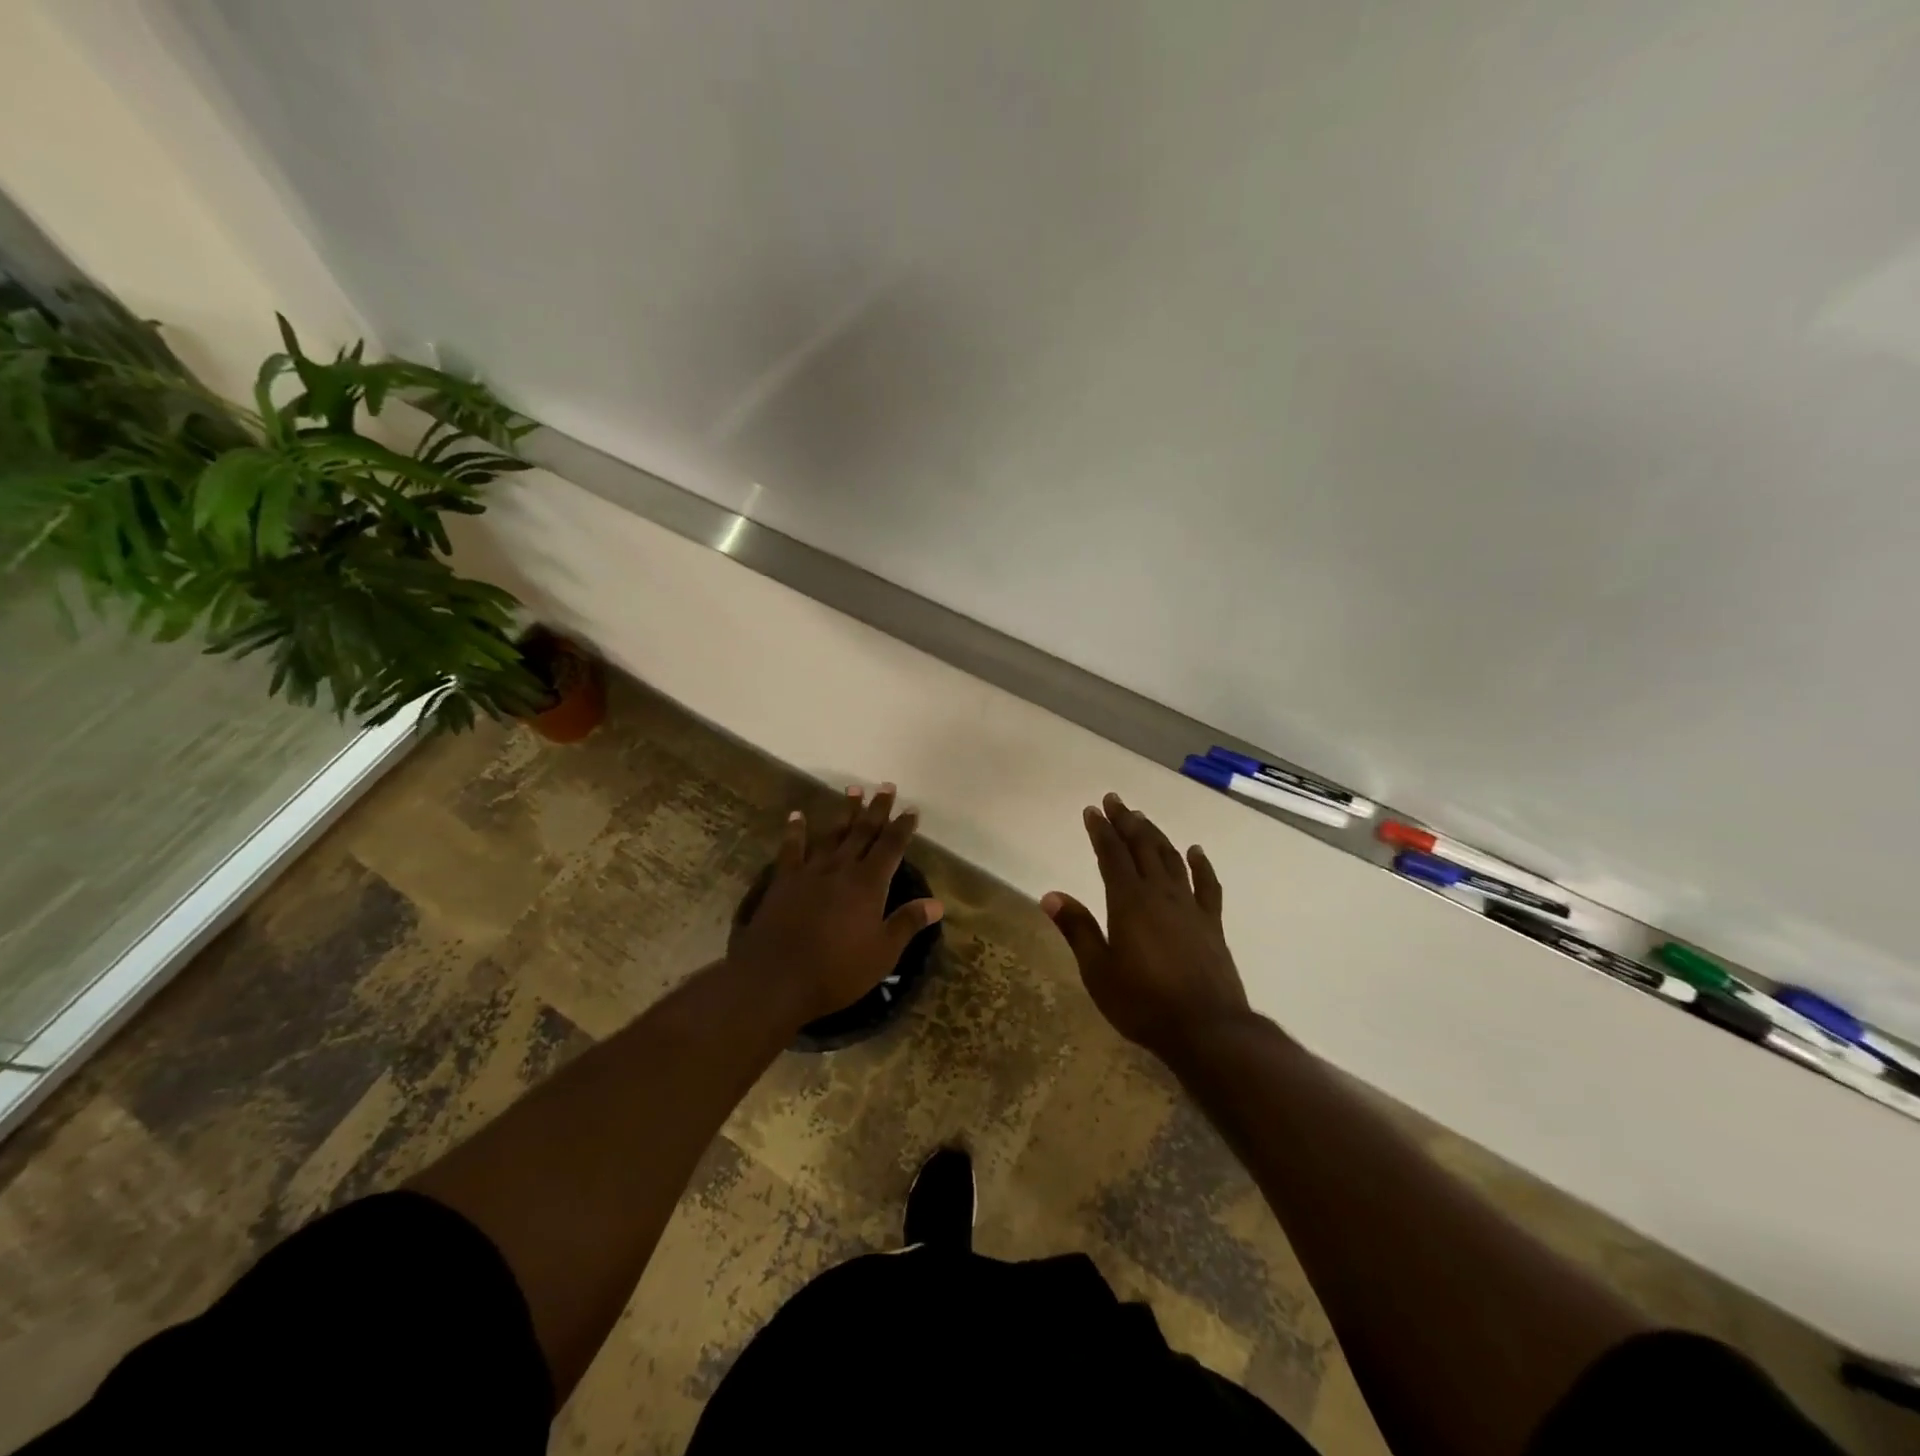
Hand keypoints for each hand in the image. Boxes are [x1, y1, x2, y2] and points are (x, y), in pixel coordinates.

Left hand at [728, 784, 943, 1026]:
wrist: (776, 979)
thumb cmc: (836, 971)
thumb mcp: (882, 954)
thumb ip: (907, 923)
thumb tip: (937, 903)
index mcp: (869, 885)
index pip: (891, 847)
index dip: (903, 827)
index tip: (911, 809)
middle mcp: (841, 869)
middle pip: (863, 832)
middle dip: (877, 809)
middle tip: (886, 787)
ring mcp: (810, 872)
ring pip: (832, 834)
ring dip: (845, 812)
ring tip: (853, 789)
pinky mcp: (784, 881)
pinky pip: (791, 849)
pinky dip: (796, 830)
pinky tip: (797, 816)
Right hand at [1043, 792, 1251, 1061]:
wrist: (1206, 1029)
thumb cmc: (1143, 1003)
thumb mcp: (1098, 971)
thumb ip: (1077, 929)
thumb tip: (1051, 895)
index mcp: (1129, 902)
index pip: (1112, 855)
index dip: (1100, 831)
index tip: (1092, 810)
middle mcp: (1160, 894)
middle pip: (1142, 847)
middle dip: (1126, 821)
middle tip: (1115, 800)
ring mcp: (1189, 907)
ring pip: (1171, 859)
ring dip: (1155, 835)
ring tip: (1143, 818)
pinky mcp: (1211, 924)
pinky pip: (1207, 885)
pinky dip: (1200, 865)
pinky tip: (1196, 851)